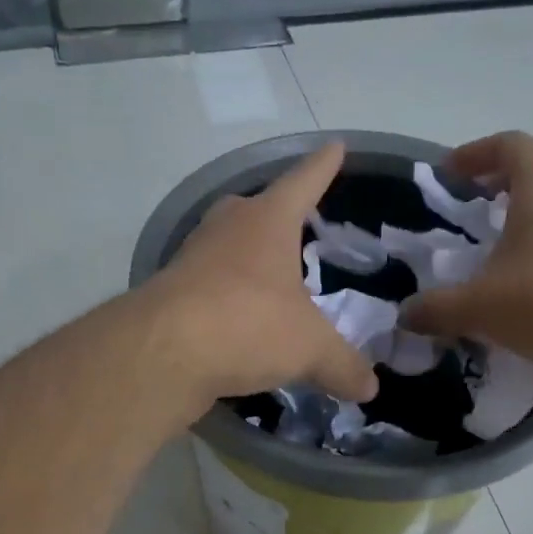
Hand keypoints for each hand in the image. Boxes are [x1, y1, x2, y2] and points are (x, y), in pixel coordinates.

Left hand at [144, 142, 379, 410]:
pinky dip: (224, 299)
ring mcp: (192, 258)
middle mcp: (226, 229)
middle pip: (253, 210)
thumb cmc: (249, 324)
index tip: (334, 146)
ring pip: (225, 248)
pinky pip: (206, 287)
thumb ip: (342, 365)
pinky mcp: (169, 292)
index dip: (322, 167)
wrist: (163, 350)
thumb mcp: (310, 348)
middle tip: (292, 225)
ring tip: (265, 280)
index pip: (303, 182)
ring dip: (244, 260)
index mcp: (267, 221)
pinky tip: (236, 320)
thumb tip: (369, 387)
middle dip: (272, 215)